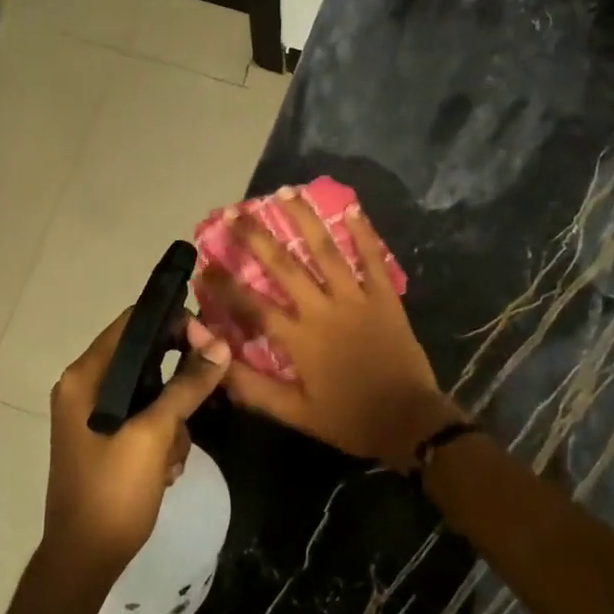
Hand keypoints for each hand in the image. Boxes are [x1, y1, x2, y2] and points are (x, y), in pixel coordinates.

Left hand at [45, 309, 229, 578]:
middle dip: (178, 381)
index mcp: (85, 378)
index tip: (210, 341)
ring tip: (172, 455)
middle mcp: (85, 388)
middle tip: (206, 395)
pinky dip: (163, 438)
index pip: (132, 324)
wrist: (84, 559)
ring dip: (173, 420)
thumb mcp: (154, 434)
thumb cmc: (113, 491)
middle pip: (145, 358)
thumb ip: (187, 386)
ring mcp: (95, 416)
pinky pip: (146, 420)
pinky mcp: (107, 440)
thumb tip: (220, 345)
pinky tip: (165, 470)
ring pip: (152, 393)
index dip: (173, 323)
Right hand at [202, 195, 463, 466]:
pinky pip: (373, 259)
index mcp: (298, 338)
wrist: (409, 421)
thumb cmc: (349, 419)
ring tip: (285, 193)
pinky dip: (363, 233)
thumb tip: (216, 365)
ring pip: (326, 251)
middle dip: (256, 237)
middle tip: (235, 213)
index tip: (204, 268)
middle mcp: (323, 309)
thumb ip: (253, 388)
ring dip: (304, 220)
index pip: (252, 305)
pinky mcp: (385, 297)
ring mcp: (357, 298)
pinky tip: (351, 209)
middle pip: (284, 266)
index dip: (225, 286)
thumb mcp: (294, 413)